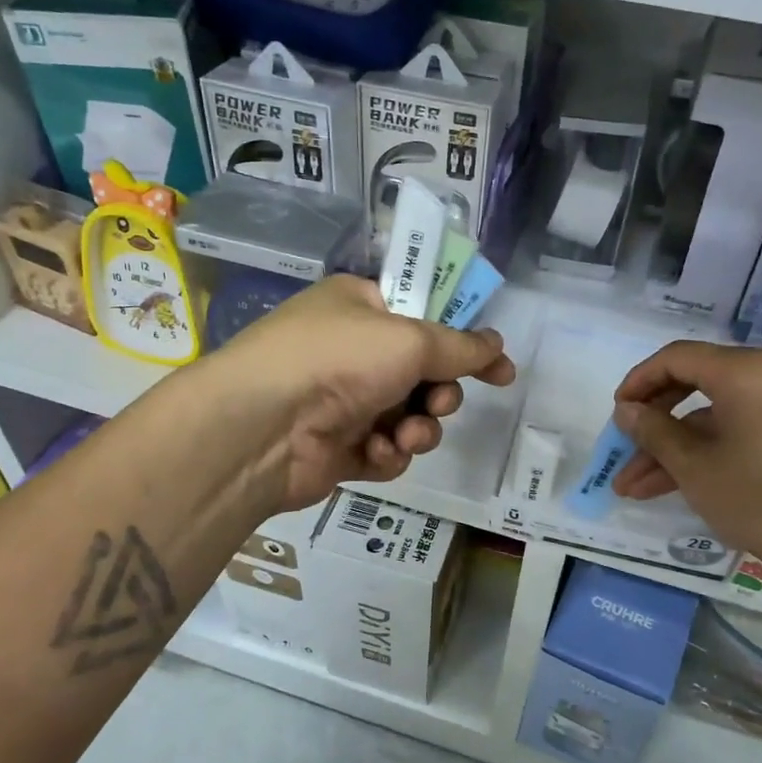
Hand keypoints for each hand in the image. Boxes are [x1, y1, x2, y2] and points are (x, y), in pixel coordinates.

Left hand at [198, 274, 516, 511]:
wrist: (262, 428)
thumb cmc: (337, 361)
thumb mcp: (409, 340)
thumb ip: (461, 346)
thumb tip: (498, 345)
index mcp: (361, 308)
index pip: (425, 319)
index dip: (464, 344)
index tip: (499, 369)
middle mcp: (352, 351)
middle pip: (423, 374)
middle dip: (440, 393)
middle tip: (438, 401)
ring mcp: (344, 401)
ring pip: (410, 417)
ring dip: (419, 429)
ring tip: (406, 435)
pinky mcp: (340, 448)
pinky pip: (387, 450)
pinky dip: (389, 454)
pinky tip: (375, 453)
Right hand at [609, 341, 761, 600]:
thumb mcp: (696, 467)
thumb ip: (654, 431)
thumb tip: (627, 410)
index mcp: (746, 370)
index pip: (677, 358)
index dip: (638, 382)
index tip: (615, 415)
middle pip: (696, 385)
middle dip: (654, 423)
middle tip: (622, 451)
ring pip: (715, 418)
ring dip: (674, 449)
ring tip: (633, 489)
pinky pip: (740, 433)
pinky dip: (708, 454)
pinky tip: (675, 487)